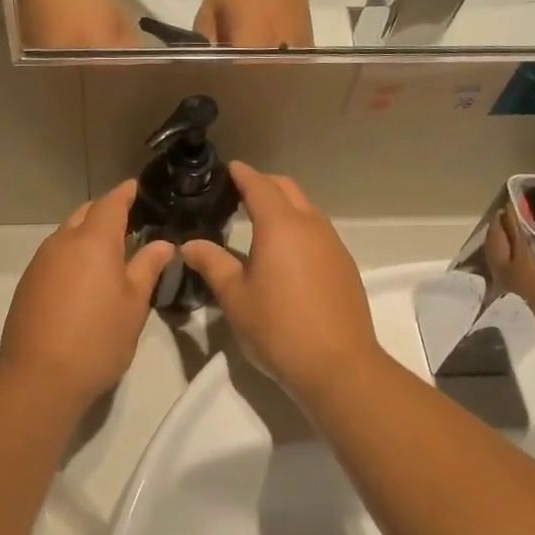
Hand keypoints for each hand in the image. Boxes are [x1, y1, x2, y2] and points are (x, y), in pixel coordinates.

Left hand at [0, 180, 174, 406]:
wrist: (39, 378)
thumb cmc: (97, 339)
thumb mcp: (134, 305)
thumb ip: (147, 268)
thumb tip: (162, 244)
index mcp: (93, 241)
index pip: (111, 203)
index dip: (126, 193)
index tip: (138, 188)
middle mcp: (62, 243)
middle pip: (85, 213)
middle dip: (106, 212)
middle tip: (130, 223)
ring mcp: (40, 263)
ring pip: (66, 234)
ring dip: (87, 234)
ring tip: (110, 252)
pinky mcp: (28, 284)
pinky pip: (54, 255)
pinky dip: (72, 254)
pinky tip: (84, 278)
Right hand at [179, 161, 380, 395]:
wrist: (338, 365)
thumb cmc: (278, 328)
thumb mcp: (234, 297)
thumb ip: (212, 263)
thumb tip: (190, 245)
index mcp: (280, 225)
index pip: (258, 185)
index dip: (241, 174)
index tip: (227, 169)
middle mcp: (311, 225)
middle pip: (287, 189)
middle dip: (263, 184)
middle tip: (238, 195)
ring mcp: (333, 244)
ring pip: (307, 209)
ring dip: (284, 206)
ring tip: (259, 224)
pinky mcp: (345, 265)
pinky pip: (318, 232)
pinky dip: (299, 228)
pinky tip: (286, 254)